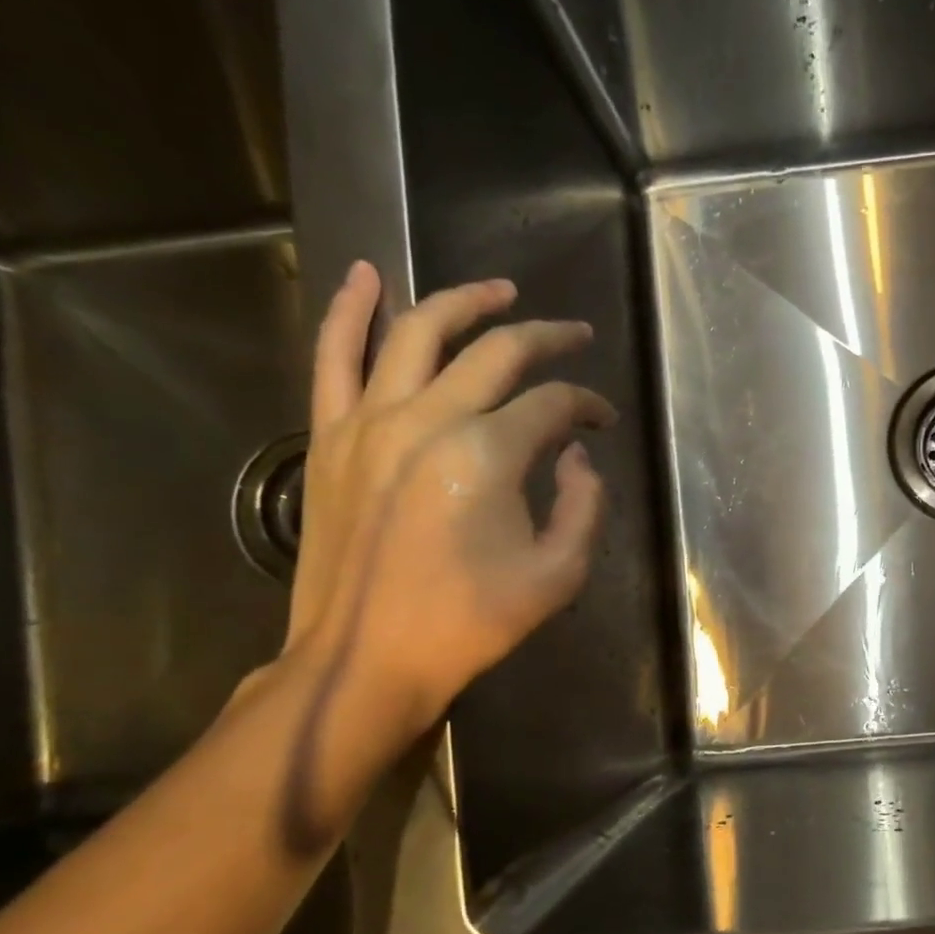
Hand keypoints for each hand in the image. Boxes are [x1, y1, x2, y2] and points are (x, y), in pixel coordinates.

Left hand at [284, 262, 615, 731]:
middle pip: (496, 352)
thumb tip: (574, 456)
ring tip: (499, 291)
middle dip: (546, 337)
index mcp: (487, 454)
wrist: (367, 658)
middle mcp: (428, 419)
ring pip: (418, 332)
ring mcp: (370, 421)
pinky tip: (366, 275)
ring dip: (464, 301)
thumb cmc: (470, 623)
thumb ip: (584, 506)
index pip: (553, 405)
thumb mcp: (559, 576)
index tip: (603, 420)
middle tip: (576, 334)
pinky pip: (334, 356)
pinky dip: (348, 309)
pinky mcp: (330, 436)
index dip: (587, 406)